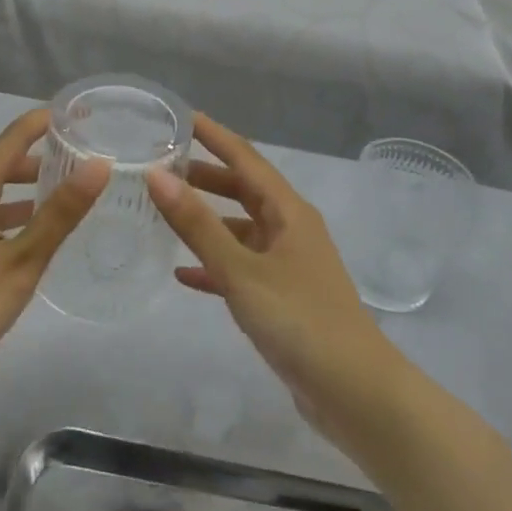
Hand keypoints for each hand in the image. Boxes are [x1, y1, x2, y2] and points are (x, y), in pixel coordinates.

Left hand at [0, 107, 109, 376]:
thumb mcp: (22, 258)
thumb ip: (60, 213)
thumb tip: (99, 164)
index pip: (11, 139)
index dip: (42, 122)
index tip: (77, 113)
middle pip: (2, 163)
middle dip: (40, 155)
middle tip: (80, 155)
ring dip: (28, 186)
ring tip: (64, 191)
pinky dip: (15, 212)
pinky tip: (33, 233)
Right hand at [146, 114, 406, 446]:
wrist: (355, 393)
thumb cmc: (300, 320)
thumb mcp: (241, 270)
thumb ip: (197, 225)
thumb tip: (157, 175)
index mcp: (289, 212)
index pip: (246, 158)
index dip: (214, 135)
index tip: (181, 117)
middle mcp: (291, 229)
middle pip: (244, 190)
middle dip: (205, 175)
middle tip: (162, 165)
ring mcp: (288, 264)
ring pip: (241, 229)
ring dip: (207, 219)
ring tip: (166, 211)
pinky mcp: (283, 298)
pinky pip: (241, 268)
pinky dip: (214, 265)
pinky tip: (183, 274)